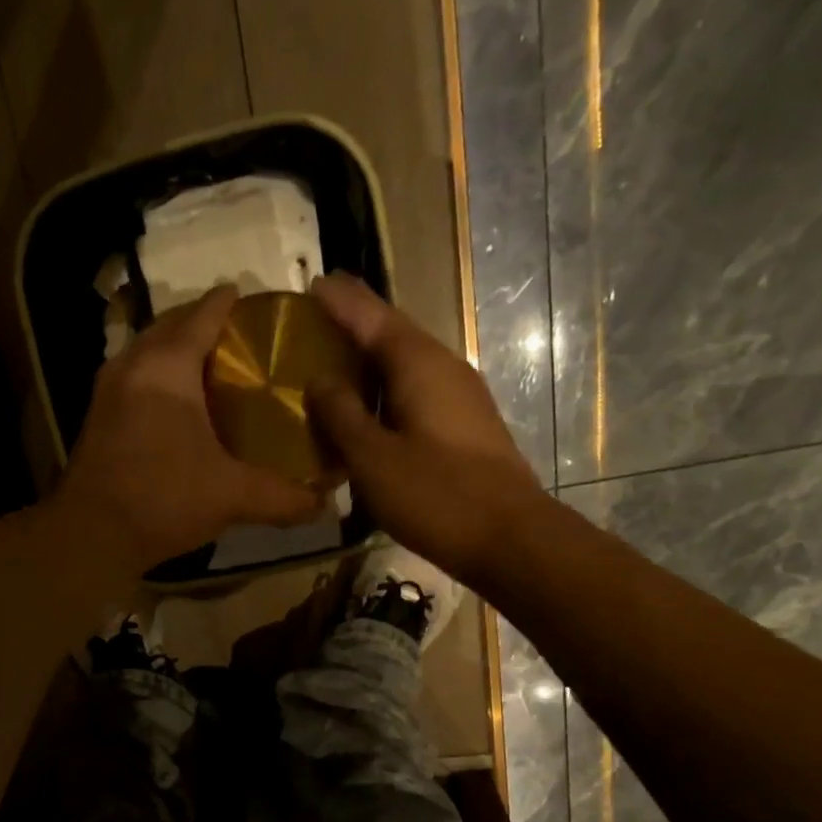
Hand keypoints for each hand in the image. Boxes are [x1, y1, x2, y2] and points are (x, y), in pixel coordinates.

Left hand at [58, 285, 322, 572]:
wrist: (91, 535)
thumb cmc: (163, 499)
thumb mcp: (232, 496)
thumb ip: (282, 498)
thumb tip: (326, 506)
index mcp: (167, 366)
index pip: (203, 314)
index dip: (229, 303)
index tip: (253, 300)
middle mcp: (132, 365)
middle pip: (170, 326)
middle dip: (201, 323)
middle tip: (238, 339)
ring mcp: (107, 392)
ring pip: (146, 352)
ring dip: (175, 351)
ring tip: (209, 369)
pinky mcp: (96, 419)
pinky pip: (133, 379)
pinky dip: (156, 379)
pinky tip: (176, 408)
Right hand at [307, 272, 543, 585]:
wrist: (510, 538)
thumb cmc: (436, 495)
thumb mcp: (373, 458)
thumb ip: (341, 415)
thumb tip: (319, 378)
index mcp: (419, 364)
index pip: (372, 317)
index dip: (340, 300)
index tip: (311, 282)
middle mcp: (443, 367)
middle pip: (392, 335)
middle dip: (354, 325)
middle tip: (316, 320)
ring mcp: (460, 397)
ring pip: (406, 366)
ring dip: (370, 362)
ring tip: (333, 365)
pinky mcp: (465, 426)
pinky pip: (416, 393)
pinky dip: (386, 393)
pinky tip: (368, 412)